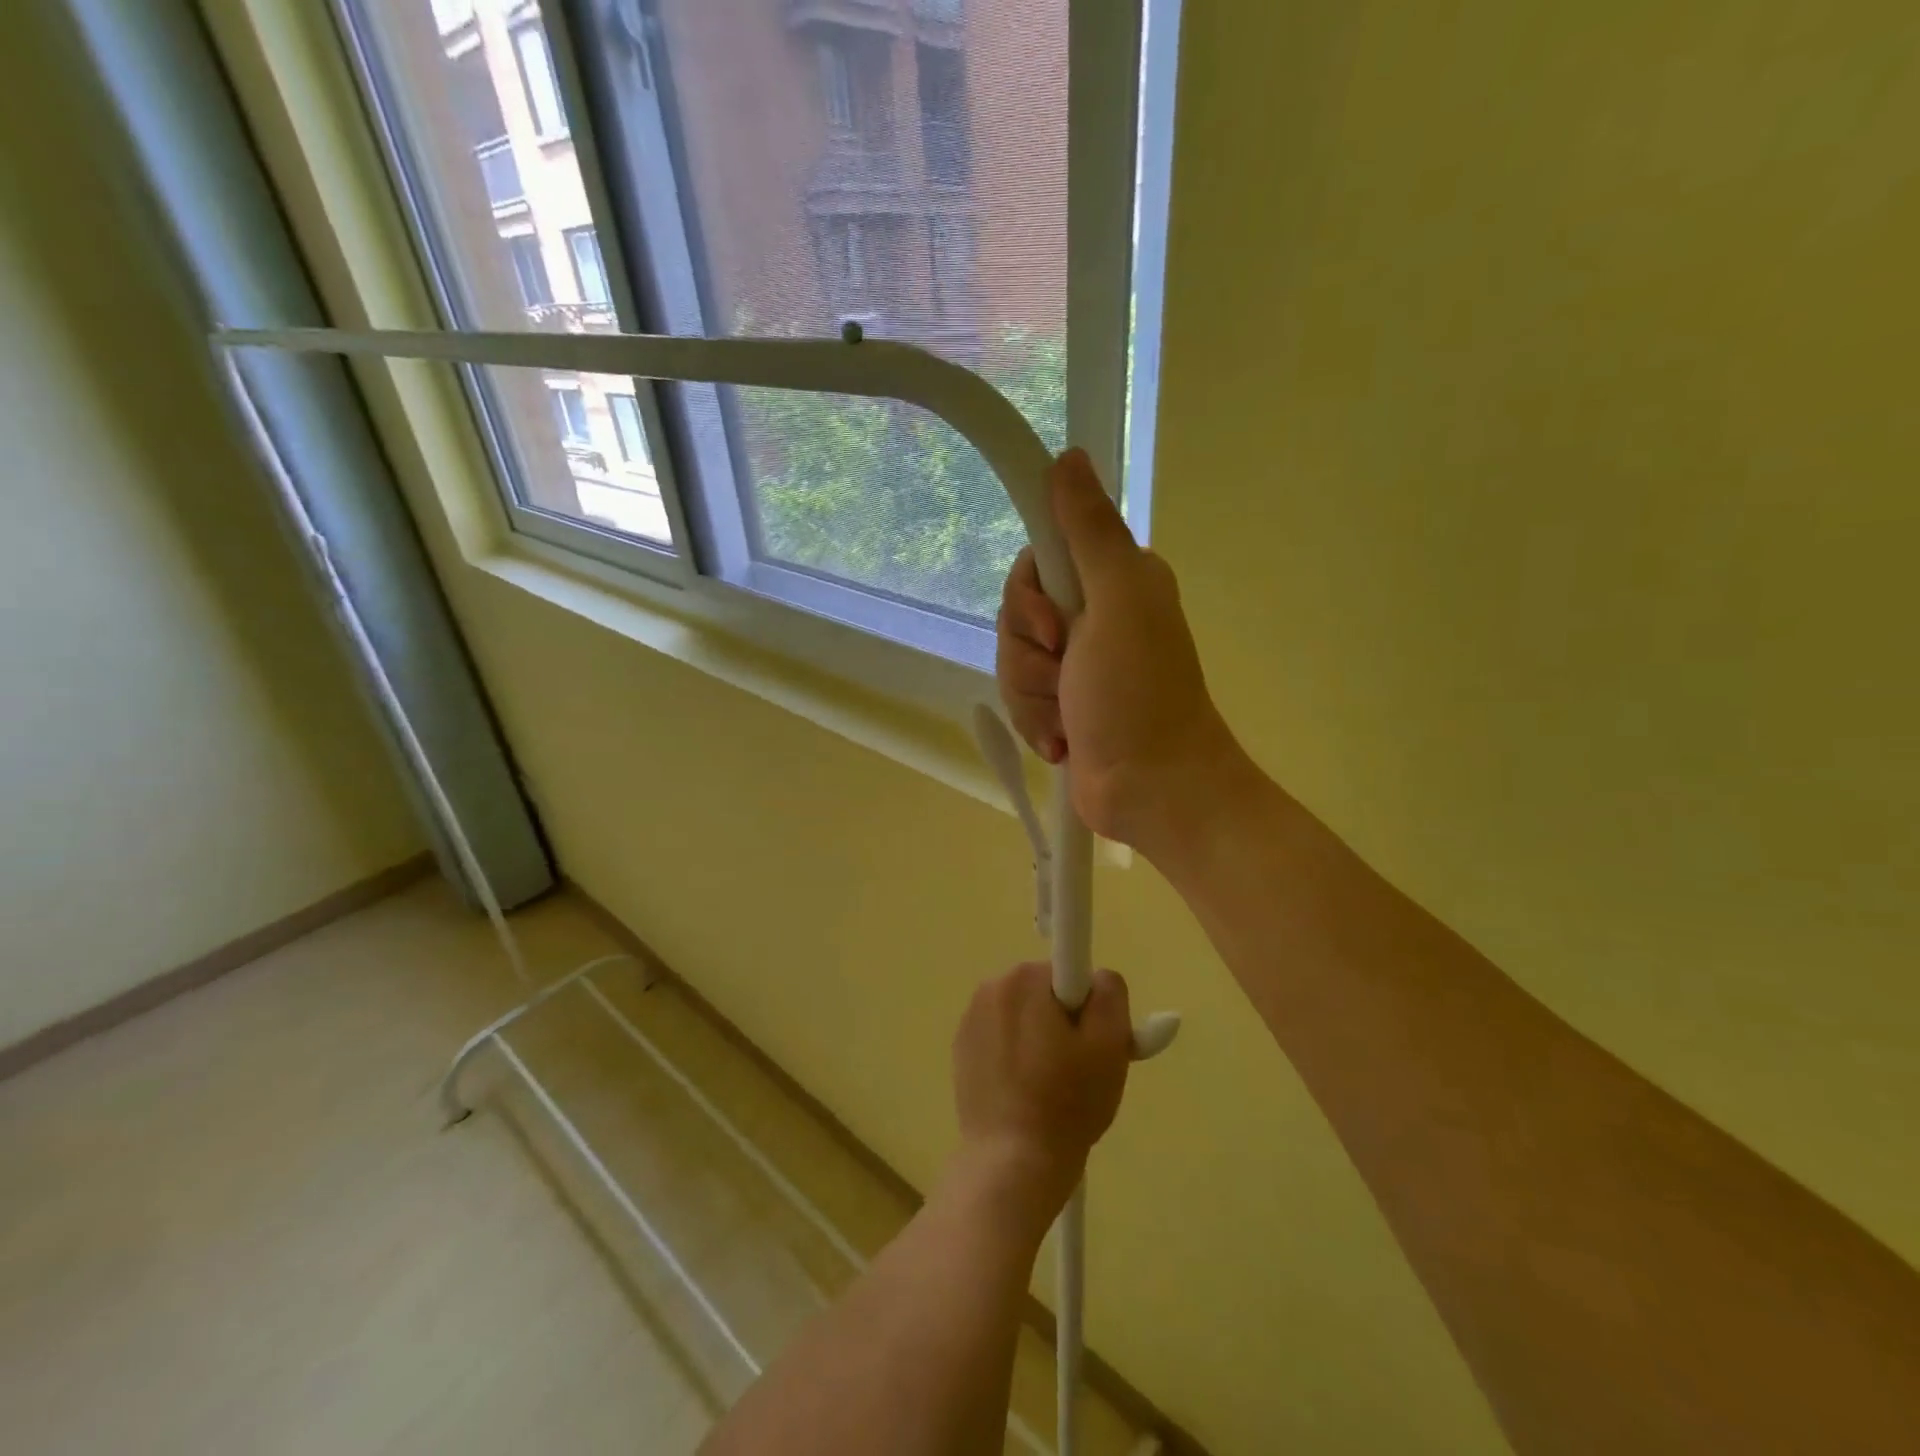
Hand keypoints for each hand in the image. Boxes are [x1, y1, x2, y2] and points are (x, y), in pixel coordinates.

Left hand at [951, 962, 1132, 1215]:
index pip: (1071, 975)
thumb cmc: (1067, 1102)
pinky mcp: (961, 1050)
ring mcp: (970, 1020)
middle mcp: (991, 988)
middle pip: (1046, 995)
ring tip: (1052, 1089)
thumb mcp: (1110, 1044)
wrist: (1011, 1163)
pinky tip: (1025, 1094)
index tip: (1090, 1044)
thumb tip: (1098, 978)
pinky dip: (1017, 1058)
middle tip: (1079, 1071)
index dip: (1088, 1009)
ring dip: (1041, 1041)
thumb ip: (1110, 994)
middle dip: (1065, 1024)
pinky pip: (1003, 1040)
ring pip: (1025, 1018)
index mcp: (1023, 978)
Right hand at [996, 448, 1251, 860]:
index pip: (1037, 560)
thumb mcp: (1117, 602)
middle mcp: (1094, 616)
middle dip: (1029, 655)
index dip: (1029, 595)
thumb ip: (1090, 531)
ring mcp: (1076, 666)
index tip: (1052, 626)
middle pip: (1016, 614)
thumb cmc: (1139, 695)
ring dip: (1033, 696)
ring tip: (1069, 720)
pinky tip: (1064, 743)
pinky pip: (1020, 698)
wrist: (1154, 790)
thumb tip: (1068, 456)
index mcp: (1112, 581)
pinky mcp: (1063, 705)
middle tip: (1066, 675)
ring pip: (1012, 661)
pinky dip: (1037, 723)